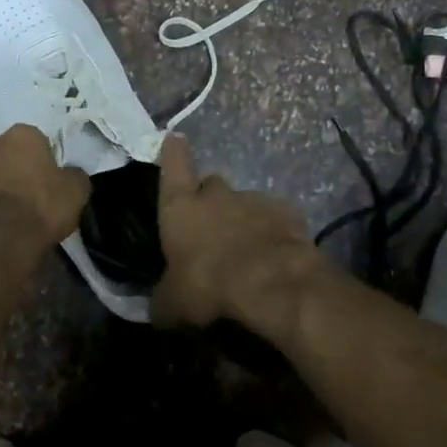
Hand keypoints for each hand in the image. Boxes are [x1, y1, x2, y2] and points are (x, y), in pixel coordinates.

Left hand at [0, 124, 89, 265]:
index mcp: (21, 136)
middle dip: (8, 168)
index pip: (34, 139)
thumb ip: (74, 176)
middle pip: (0, 153)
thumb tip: (71, 174)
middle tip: (22, 196)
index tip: (46, 181)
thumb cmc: (40, 209)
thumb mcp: (76, 192)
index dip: (41, 160)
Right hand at [153, 135, 325, 331]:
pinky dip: (272, 232)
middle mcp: (216, 195)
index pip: (174, 166)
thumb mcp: (174, 304)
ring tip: (246, 250)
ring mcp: (254, 200)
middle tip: (211, 225)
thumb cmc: (209, 284)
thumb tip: (159, 309)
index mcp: (181, 207)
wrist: (271, 283)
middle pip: (211, 184)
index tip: (174, 137)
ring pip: (245, 203)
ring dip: (242, 219)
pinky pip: (275, 218)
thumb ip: (164, 300)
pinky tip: (273, 255)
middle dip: (210, 198)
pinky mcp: (287, 214)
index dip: (173, 153)